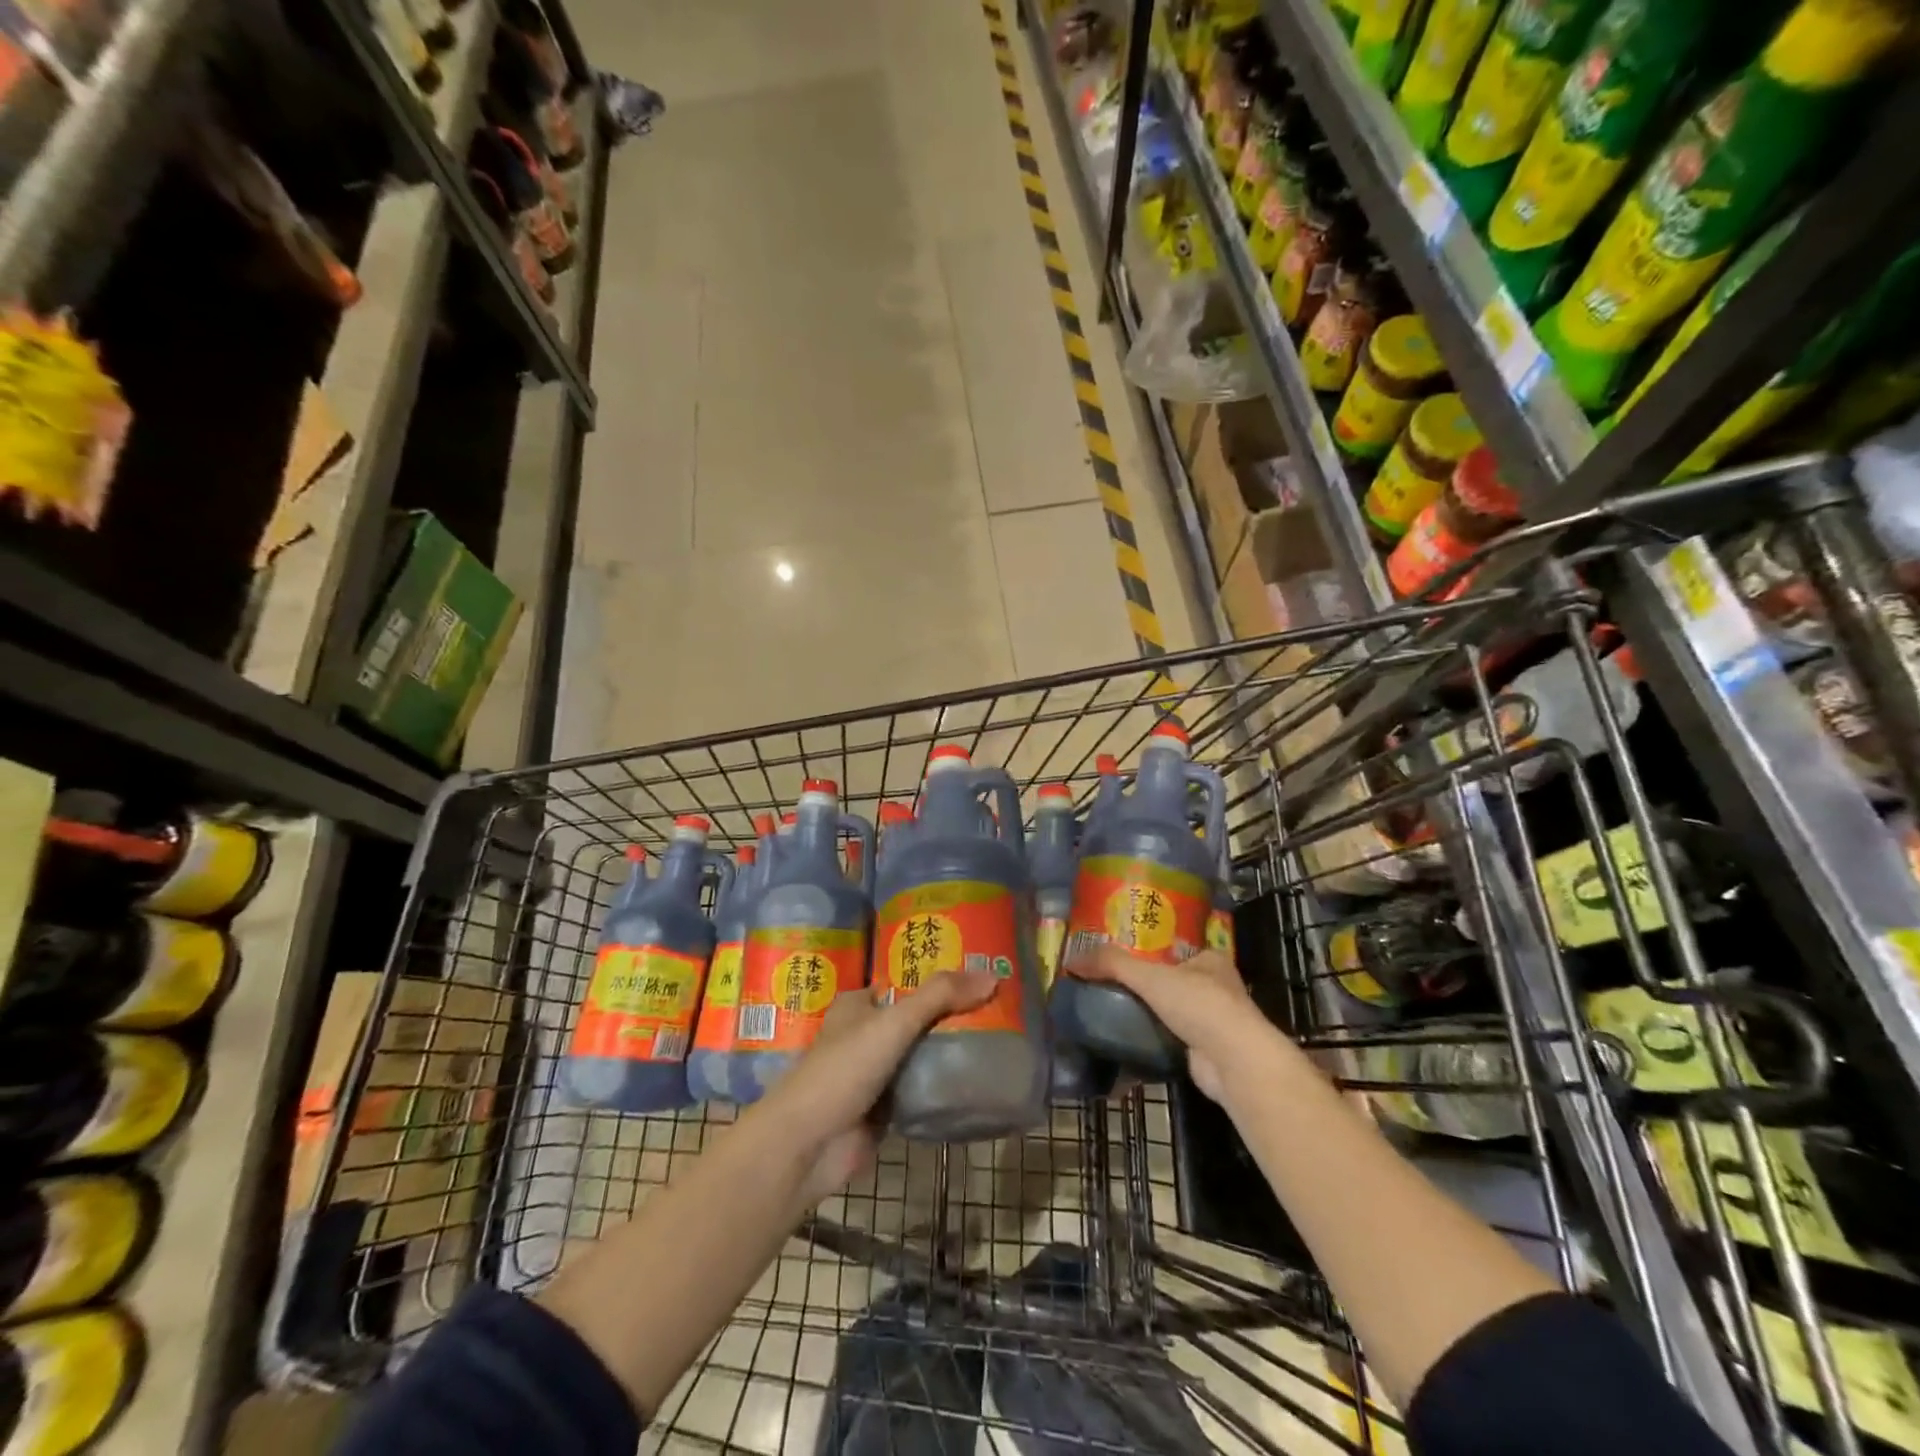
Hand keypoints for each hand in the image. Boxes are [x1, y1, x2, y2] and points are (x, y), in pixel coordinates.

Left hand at [762, 970, 996, 1202]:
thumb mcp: (893, 1022)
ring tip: (1000, 1038)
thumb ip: (939, 997)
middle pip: (917, 1017)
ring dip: (950, 1050)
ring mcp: (876, 1073)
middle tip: (1000, 1008)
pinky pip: (922, 1089)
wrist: (809, 1145)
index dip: (939, 977)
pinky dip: (944, 1085)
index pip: (905, 981)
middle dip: (951, 1015)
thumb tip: (992, 977)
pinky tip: (979, 1078)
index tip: (980, 975)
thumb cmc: (843, 1070)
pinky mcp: (885, 1108)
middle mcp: (866, 1033)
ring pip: (921, 1054)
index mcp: (859, 1004)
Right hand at [1068, 945, 1280, 1102]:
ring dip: (1145, 1016)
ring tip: (1108, 1012)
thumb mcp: (1150, 976)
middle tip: (1106, 985)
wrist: (1234, 1062)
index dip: (1145, 951)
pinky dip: (1149, 1042)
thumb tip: (1072, 961)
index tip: (1116, 958)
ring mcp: (1213, 1022)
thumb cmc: (1199, 1005)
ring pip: (1169, 1013)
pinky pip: (1168, 1041)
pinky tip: (1124, 1042)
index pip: (1172, 949)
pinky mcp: (1204, 1052)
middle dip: (1142, 986)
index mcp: (1210, 960)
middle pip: (1169, 981)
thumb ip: (1112, 964)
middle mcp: (1216, 988)